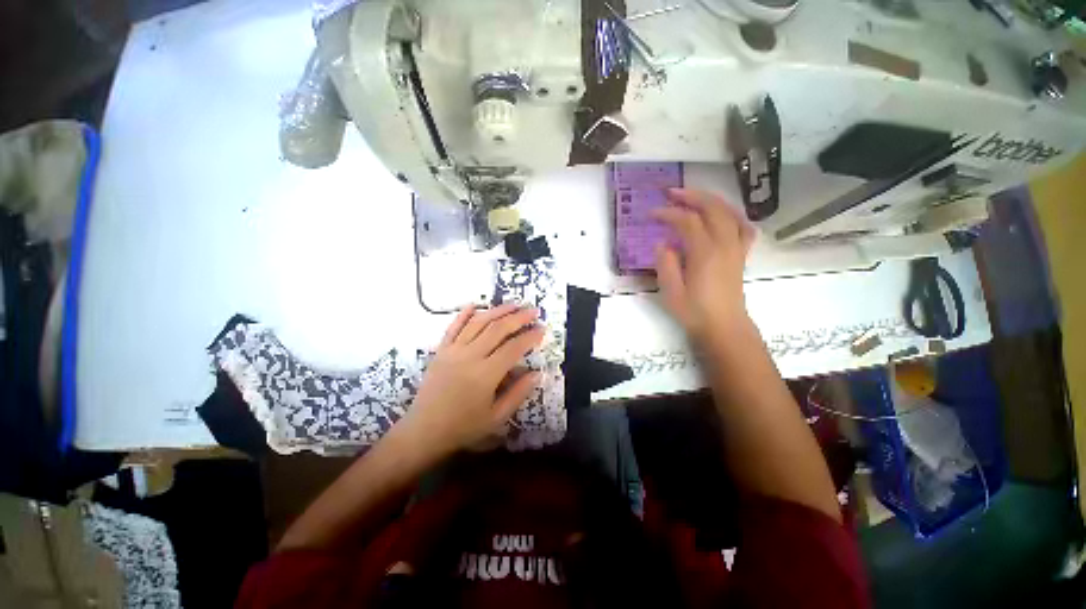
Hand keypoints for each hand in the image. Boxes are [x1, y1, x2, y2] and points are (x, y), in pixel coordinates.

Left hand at [398, 304, 544, 455]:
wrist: (424, 431)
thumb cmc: (463, 427)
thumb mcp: (497, 417)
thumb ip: (518, 393)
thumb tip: (537, 373)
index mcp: (486, 375)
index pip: (513, 348)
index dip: (530, 336)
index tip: (542, 329)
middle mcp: (470, 356)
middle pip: (498, 329)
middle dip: (518, 317)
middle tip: (533, 310)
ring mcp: (453, 351)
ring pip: (478, 323)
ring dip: (497, 311)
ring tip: (513, 304)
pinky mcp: (441, 350)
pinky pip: (453, 327)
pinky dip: (465, 314)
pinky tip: (475, 305)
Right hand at [652, 188, 755, 343]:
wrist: (724, 327)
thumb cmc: (695, 312)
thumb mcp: (671, 291)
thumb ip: (666, 264)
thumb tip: (663, 243)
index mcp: (705, 253)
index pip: (687, 221)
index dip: (669, 213)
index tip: (652, 214)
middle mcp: (725, 244)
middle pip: (713, 208)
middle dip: (691, 196)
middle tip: (671, 192)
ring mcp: (736, 248)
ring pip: (729, 212)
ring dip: (711, 200)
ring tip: (693, 197)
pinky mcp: (741, 254)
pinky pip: (743, 226)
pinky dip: (732, 215)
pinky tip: (721, 216)